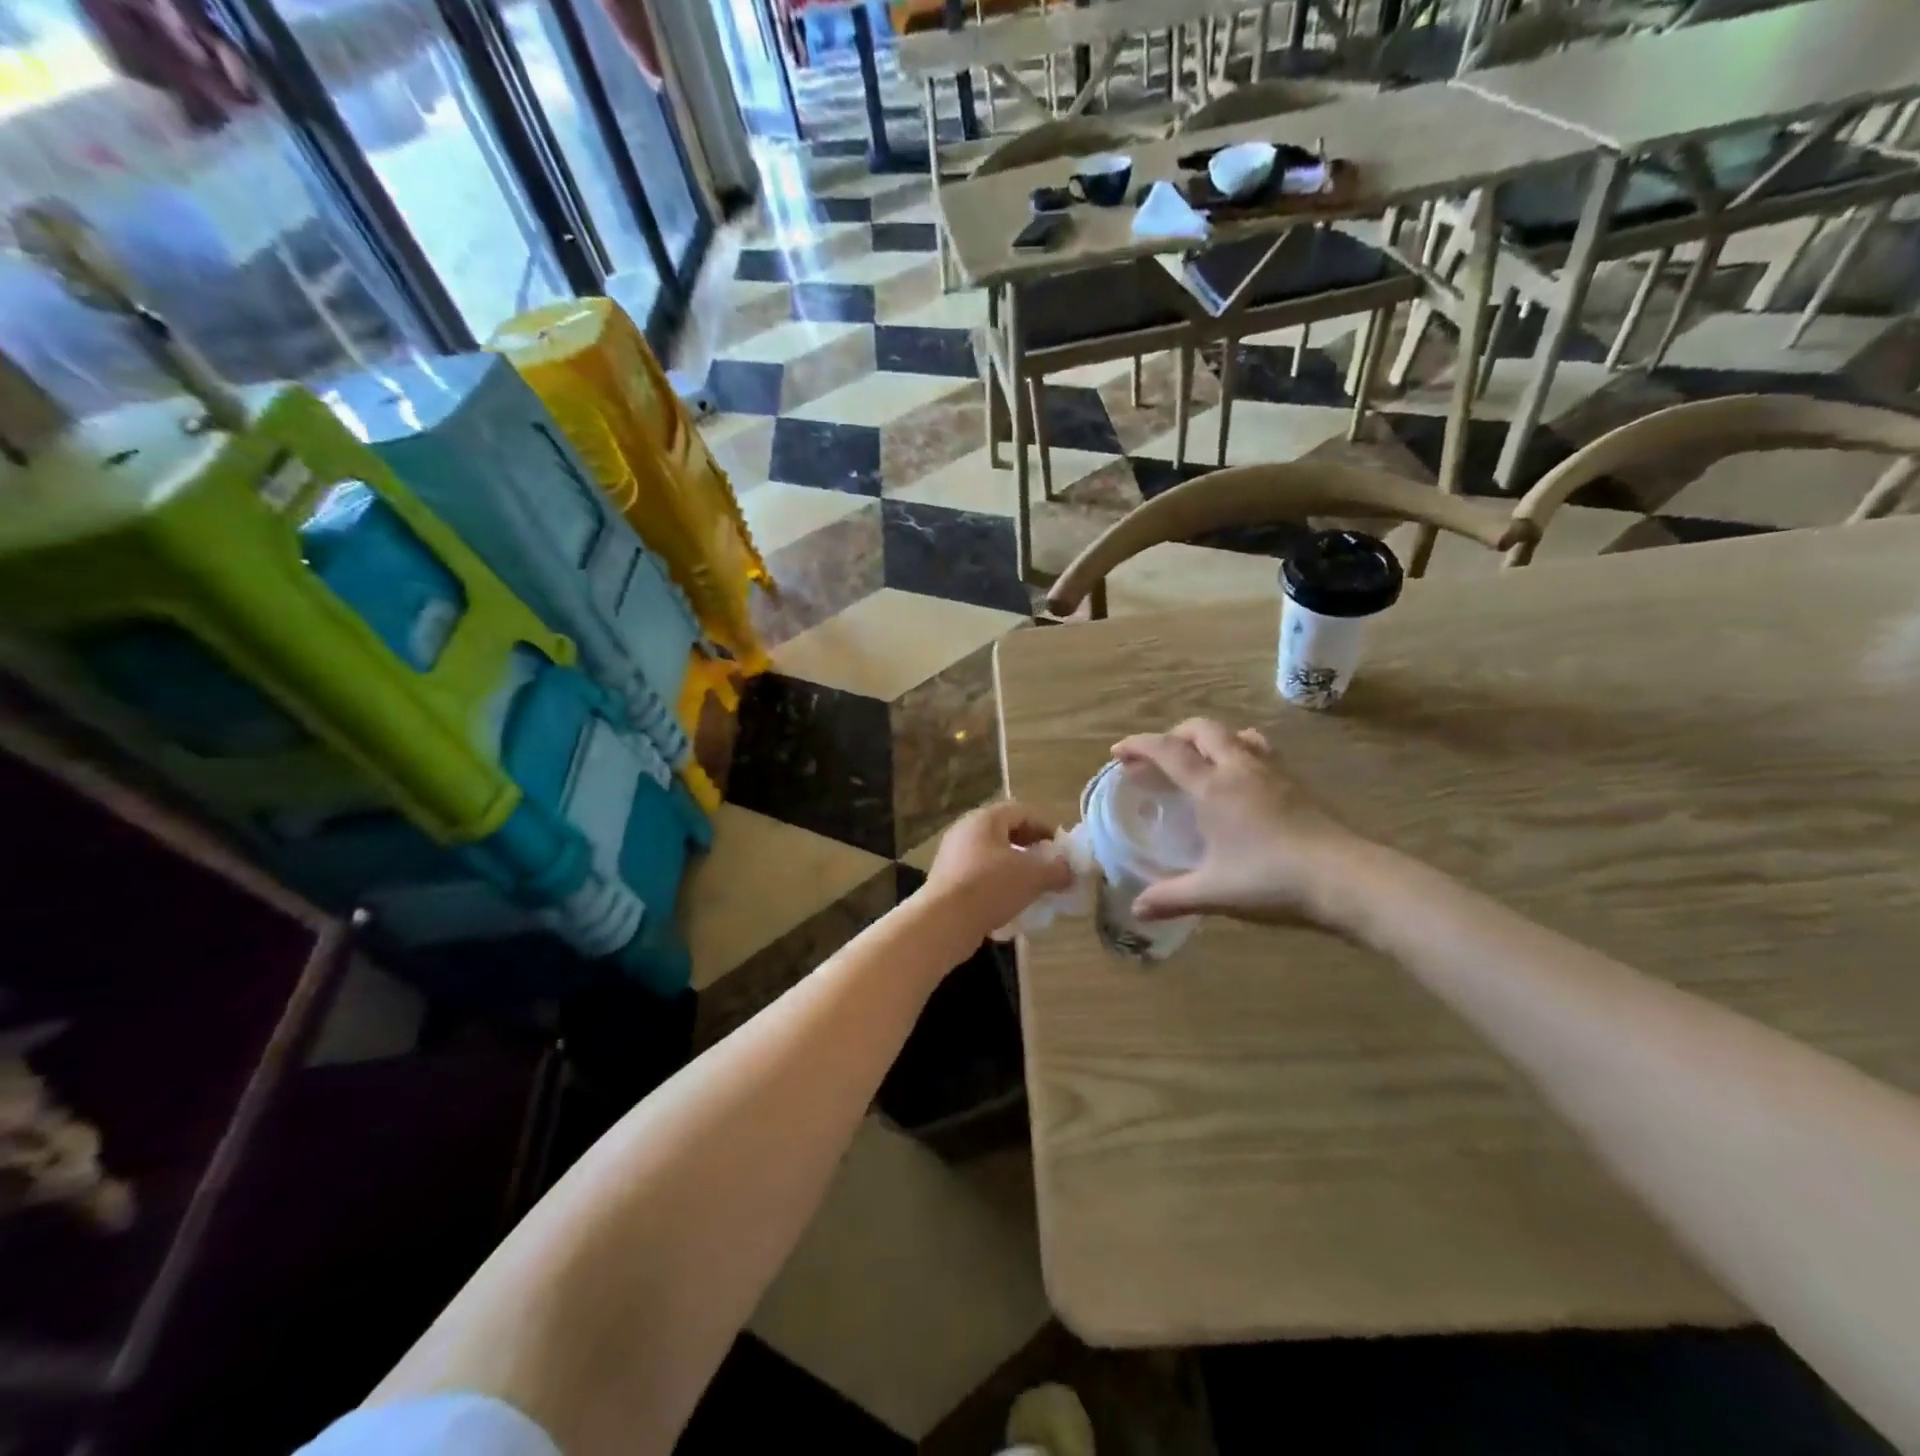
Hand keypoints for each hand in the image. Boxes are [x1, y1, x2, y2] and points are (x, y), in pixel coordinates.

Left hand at [918, 801, 1074, 955]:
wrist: (943, 921)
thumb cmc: (990, 886)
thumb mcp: (1032, 876)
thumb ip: (1057, 870)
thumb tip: (1070, 870)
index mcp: (985, 819)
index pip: (1022, 811)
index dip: (1046, 826)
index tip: (1062, 849)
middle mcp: (966, 831)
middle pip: (1006, 832)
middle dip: (1031, 848)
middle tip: (1050, 867)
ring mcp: (953, 856)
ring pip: (993, 856)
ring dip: (1016, 868)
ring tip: (1034, 887)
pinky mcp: (947, 880)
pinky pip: (980, 875)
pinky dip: (999, 884)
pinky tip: (1012, 903)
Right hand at [1111, 719, 1374, 928]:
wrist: (1345, 879)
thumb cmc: (1271, 880)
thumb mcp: (1214, 892)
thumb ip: (1171, 898)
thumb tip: (1136, 911)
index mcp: (1214, 787)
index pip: (1168, 751)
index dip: (1139, 745)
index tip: (1118, 753)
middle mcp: (1240, 768)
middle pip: (1203, 729)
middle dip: (1174, 735)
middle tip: (1159, 757)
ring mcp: (1273, 772)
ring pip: (1237, 735)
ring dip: (1212, 740)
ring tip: (1201, 763)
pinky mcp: (1297, 784)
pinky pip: (1261, 751)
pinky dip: (1240, 753)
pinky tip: (1242, 783)